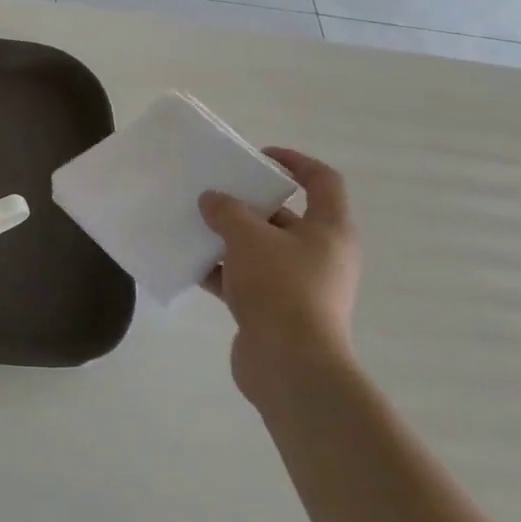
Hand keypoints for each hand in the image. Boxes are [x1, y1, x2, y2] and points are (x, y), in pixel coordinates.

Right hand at [199, 147, 359, 406]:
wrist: (290, 364)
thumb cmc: (280, 288)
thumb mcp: (248, 238)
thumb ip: (227, 211)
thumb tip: (212, 200)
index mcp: (329, 230)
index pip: (322, 181)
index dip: (294, 161)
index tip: (257, 157)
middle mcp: (320, 254)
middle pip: (284, 216)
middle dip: (247, 204)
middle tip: (213, 195)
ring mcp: (299, 284)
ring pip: (260, 250)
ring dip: (228, 239)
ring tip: (194, 227)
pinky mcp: (276, 310)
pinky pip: (245, 279)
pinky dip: (221, 272)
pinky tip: (191, 265)